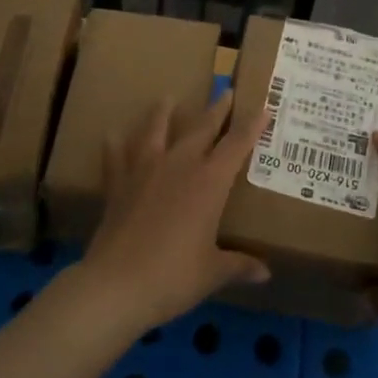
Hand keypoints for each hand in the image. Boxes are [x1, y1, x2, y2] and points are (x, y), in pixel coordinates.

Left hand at [74, 92, 268, 336]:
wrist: (116, 285)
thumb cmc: (173, 277)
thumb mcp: (212, 273)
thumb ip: (239, 265)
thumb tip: (265, 274)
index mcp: (209, 182)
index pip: (236, 145)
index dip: (251, 126)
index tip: (263, 107)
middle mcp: (179, 166)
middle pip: (201, 128)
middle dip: (216, 109)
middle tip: (224, 91)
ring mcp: (145, 170)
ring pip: (157, 131)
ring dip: (163, 113)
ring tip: (167, 98)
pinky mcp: (118, 184)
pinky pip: (116, 157)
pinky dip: (115, 144)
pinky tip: (112, 134)